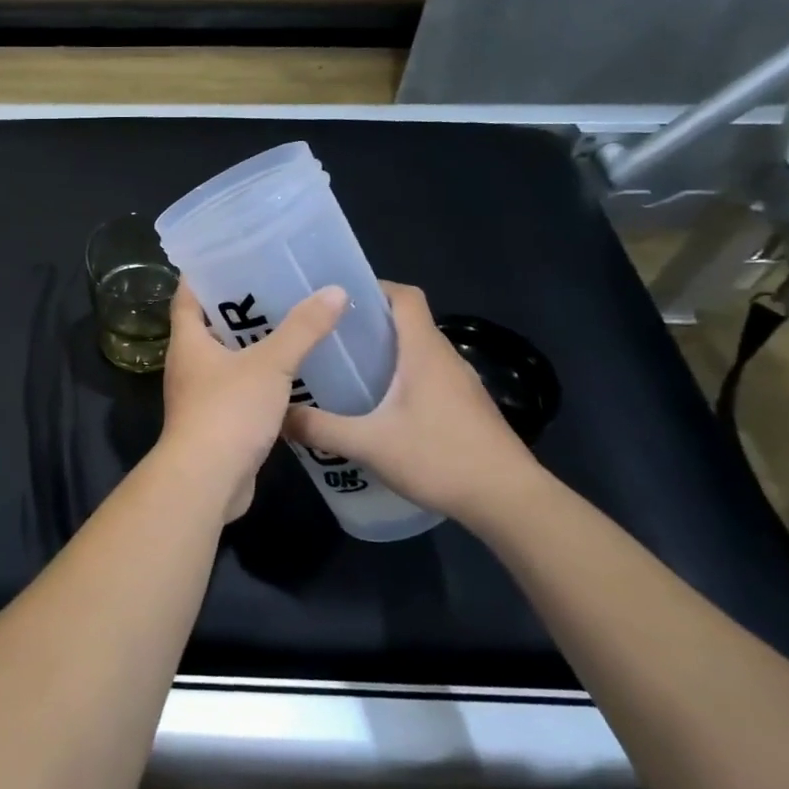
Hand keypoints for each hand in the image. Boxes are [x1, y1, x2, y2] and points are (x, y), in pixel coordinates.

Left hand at [159, 281, 346, 521]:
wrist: (207, 480)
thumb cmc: (228, 411)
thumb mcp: (270, 364)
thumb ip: (302, 329)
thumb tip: (334, 291)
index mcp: (188, 342)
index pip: (187, 296)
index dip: (203, 274)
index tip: (228, 255)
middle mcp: (187, 365)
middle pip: (207, 326)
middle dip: (237, 308)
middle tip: (275, 287)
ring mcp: (198, 396)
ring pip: (224, 360)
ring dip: (250, 346)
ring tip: (289, 326)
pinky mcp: (214, 423)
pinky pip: (236, 390)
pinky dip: (258, 379)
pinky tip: (289, 376)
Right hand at [283, 281, 541, 523]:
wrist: (509, 501)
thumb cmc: (440, 458)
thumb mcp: (369, 444)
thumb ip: (320, 429)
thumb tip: (278, 415)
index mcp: (424, 351)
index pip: (404, 296)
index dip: (373, 288)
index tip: (336, 299)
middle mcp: (445, 358)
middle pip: (407, 322)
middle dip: (368, 323)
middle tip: (327, 337)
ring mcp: (461, 384)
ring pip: (417, 352)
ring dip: (385, 354)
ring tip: (345, 370)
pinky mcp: (466, 408)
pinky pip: (428, 377)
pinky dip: (401, 379)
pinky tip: (378, 408)